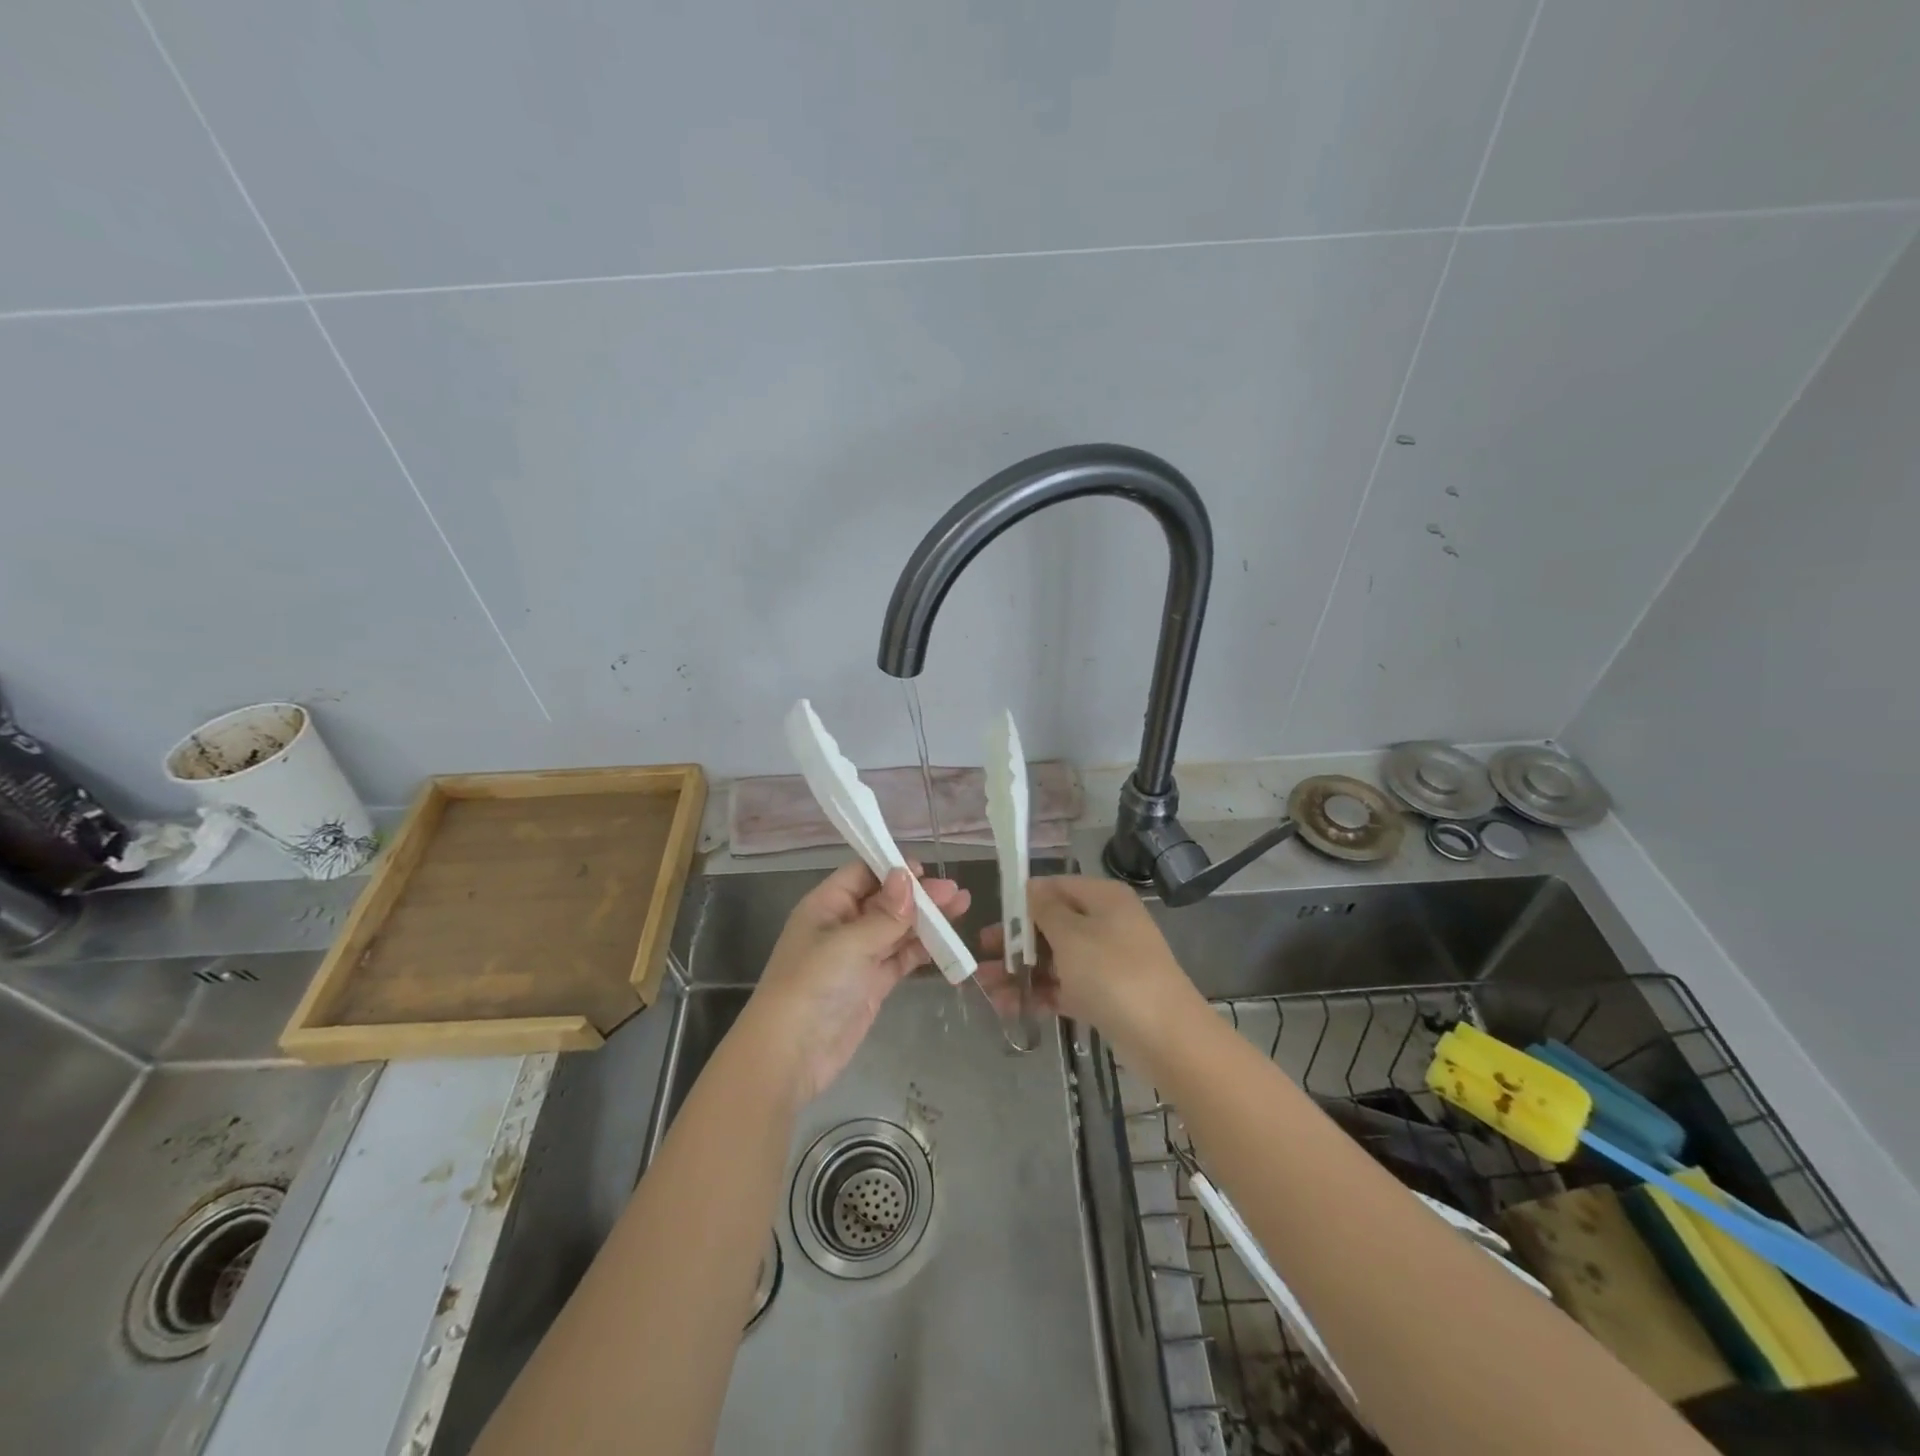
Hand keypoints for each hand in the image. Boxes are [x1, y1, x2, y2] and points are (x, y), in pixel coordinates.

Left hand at [735, 859, 970, 1102]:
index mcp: (827, 905)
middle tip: (955, 893)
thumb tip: (907, 876)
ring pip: (897, 929)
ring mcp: (858, 956)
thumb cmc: (812, 985)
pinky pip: (901, 958)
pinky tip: (947, 943)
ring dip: (927, 920)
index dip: (894, 869)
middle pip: (886, 900)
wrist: (790, 1055)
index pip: (863, 874)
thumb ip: (884, 914)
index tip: (927, 871)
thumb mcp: (849, 943)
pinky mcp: (872, 984)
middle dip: (919, 895)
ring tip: (962, 907)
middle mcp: (843, 925)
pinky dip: (923, 950)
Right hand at [976, 875, 1200, 1052]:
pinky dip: (1040, 994)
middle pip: (1051, 926)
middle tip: (980, 959)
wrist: (1166, 1037)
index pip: (1054, 887)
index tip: (992, 920)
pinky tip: (1010, 1007)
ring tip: (987, 991)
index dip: (1021, 902)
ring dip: (1021, 972)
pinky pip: (1065, 987)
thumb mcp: (1072, 935)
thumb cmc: (1113, 973)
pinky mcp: (1105, 995)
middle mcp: (1105, 923)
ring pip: (1055, 960)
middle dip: (1014, 943)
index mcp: (1102, 898)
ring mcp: (1106, 961)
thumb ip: (1044, 910)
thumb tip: (1030, 886)